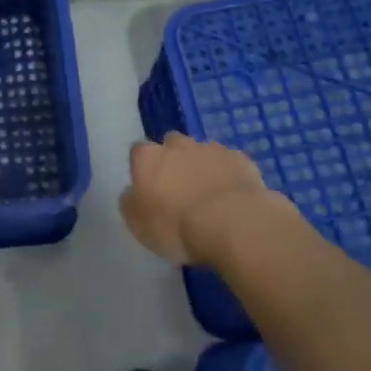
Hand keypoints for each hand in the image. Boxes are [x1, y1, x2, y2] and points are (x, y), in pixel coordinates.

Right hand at [121, 132, 286, 265]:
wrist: (233, 223)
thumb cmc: (177, 226)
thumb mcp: (138, 225)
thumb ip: (131, 202)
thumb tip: (132, 192)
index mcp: (147, 158)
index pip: (138, 152)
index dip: (144, 169)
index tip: (150, 189)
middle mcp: (177, 145)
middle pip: (171, 144)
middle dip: (174, 160)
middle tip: (180, 189)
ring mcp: (210, 149)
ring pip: (201, 152)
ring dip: (202, 167)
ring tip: (209, 195)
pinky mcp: (240, 159)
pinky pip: (229, 163)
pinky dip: (228, 175)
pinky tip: (232, 197)